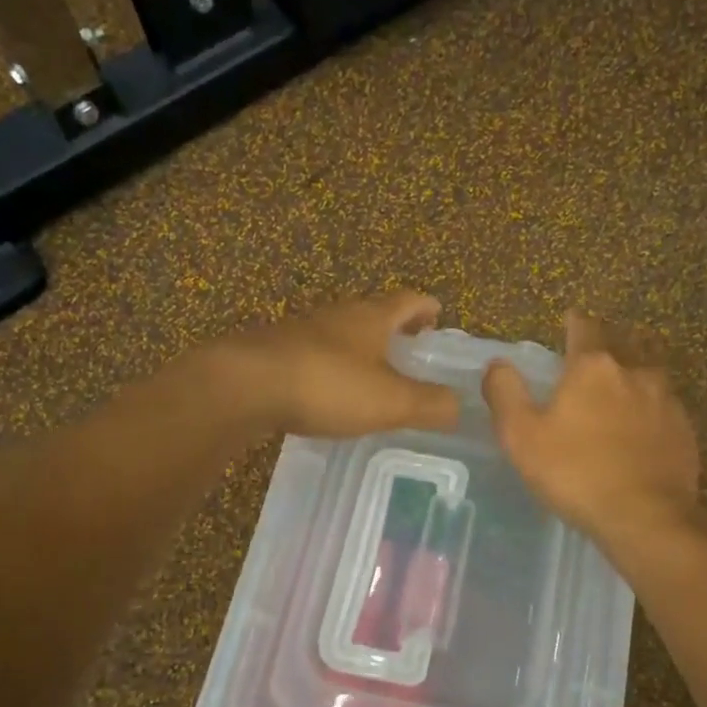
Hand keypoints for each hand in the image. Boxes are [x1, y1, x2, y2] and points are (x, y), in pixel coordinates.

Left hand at [215, 293, 460, 438]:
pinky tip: (329, 392)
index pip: (408, 301)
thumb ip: (430, 404)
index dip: (426, 307)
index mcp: (371, 318)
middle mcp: (337, 316)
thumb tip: (462, 406)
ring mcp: (301, 332)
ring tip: (373, 373)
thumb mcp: (391, 401)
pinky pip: (314, 355)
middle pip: (373, 313)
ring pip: (341, 333)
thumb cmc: (327, 385)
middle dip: (394, 328)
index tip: (438, 315)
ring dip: (360, 348)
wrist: (244, 385)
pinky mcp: (274, 353)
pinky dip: (331, 367)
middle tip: (411, 348)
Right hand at [482, 313, 700, 549]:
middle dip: (607, 344)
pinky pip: (664, 409)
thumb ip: (505, 394)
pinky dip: (650, 411)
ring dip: (632, 376)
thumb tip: (497, 365)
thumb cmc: (575, 472)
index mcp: (593, 367)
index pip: (584, 328)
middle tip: (593, 354)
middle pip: (621, 345)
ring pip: (647, 375)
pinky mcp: (685, 431)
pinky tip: (642, 429)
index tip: (570, 317)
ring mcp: (666, 401)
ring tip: (620, 390)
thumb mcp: (521, 436)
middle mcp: (634, 372)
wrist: (645, 516)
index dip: (575, 321)